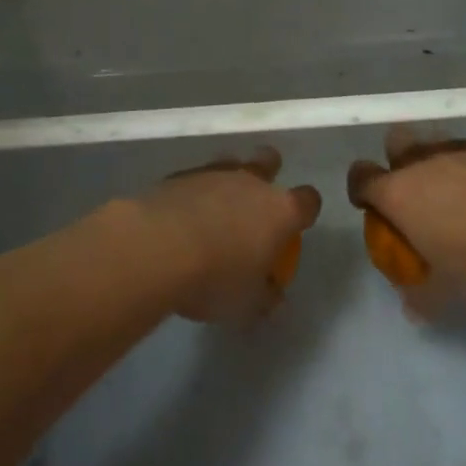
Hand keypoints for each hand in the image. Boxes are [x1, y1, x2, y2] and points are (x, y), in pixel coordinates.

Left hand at [136, 146, 321, 321]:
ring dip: (227, 180)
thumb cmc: (216, 278)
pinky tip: (181, 213)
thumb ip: (265, 295)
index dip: (305, 210)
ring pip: (229, 162)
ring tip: (215, 206)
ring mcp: (213, 174)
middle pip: (269, 161)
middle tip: (256, 201)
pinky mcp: (178, 175)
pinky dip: (193, 191)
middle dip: (268, 173)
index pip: (308, 201)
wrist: (157, 248)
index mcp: (280, 211)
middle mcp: (251, 183)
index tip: (296, 226)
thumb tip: (273, 294)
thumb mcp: (247, 303)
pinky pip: (194, 177)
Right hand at [346, 126, 465, 320]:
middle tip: (416, 191)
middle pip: (394, 141)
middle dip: (398, 159)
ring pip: (435, 139)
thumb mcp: (450, 292)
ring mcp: (458, 147)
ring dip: (439, 160)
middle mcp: (421, 162)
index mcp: (398, 193)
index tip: (371, 206)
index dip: (360, 189)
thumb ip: (423, 300)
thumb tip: (410, 310)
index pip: (361, 177)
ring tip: (460, 191)